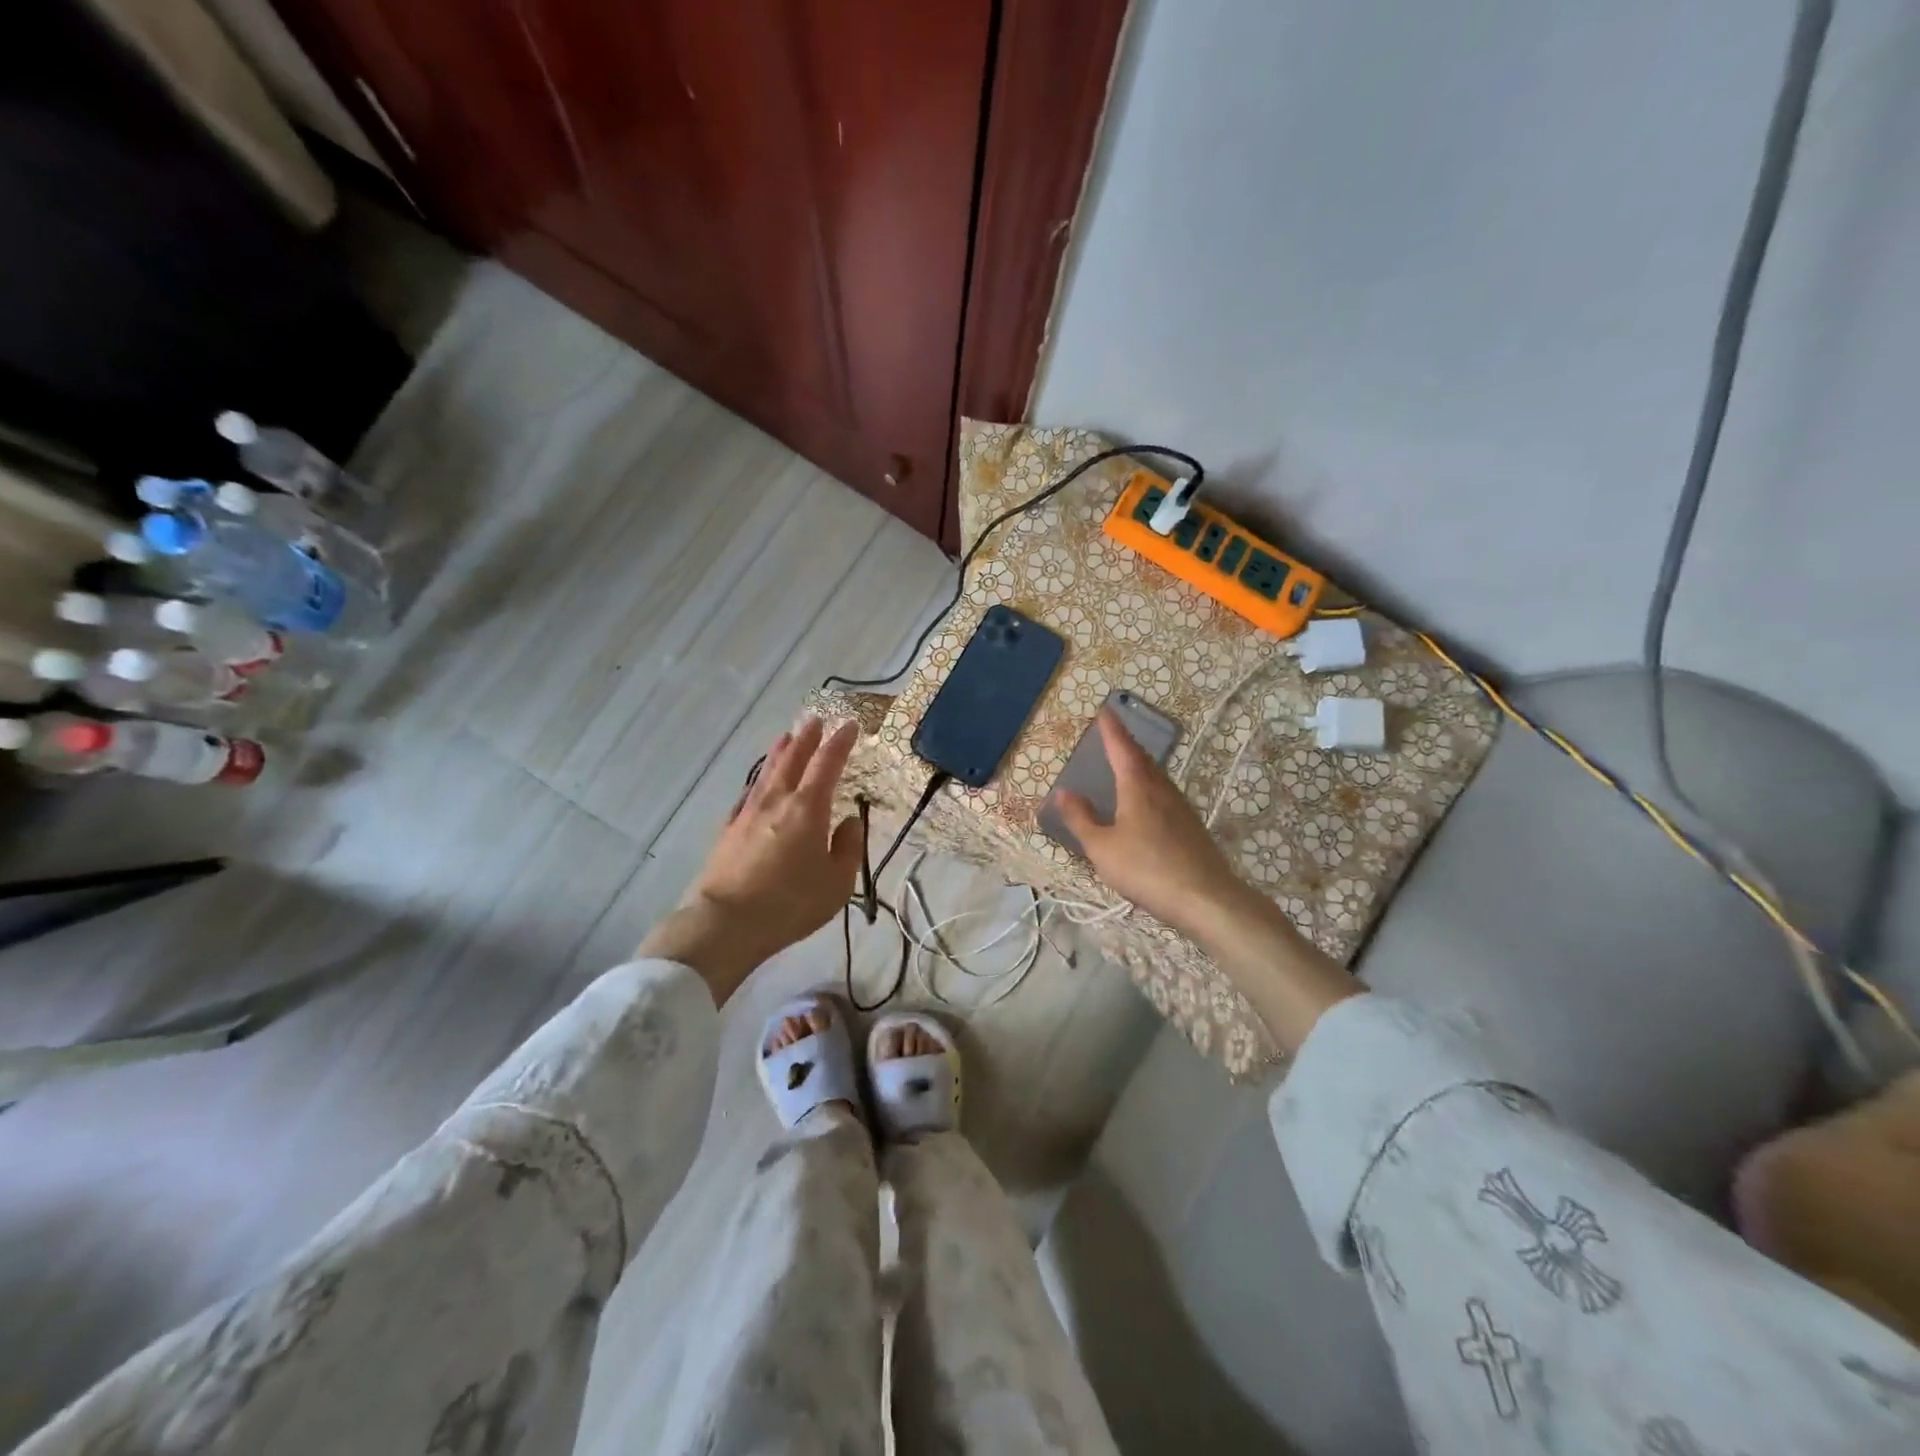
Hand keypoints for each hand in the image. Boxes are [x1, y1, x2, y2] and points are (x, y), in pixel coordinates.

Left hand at [638, 717, 862, 1001]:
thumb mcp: (837, 882)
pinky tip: (757, 784)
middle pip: (793, 759)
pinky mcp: (729, 830)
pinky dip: (758, 782)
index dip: (840, 742)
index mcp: (808, 808)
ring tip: (786, 737)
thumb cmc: (791, 903)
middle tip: (815, 720)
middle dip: (807, 738)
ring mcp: (748, 813)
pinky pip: (748, 795)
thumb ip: (849, 847)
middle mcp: (777, 801)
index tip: (849, 725)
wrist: (726, 923)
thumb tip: (851, 821)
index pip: (828, 764)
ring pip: (767, 772)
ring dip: (780, 752)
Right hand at [1051, 709, 1250, 940]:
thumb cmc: (1146, 869)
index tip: (1105, 711)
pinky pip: (1164, 794)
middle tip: (1112, 735)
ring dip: (1140, 764)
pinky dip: (1149, 785)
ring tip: (1126, 763)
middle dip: (1126, 744)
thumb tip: (1064, 792)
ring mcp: (1180, 808)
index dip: (1112, 730)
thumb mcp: (1101, 847)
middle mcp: (1161, 790)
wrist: (1206, 898)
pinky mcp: (1190, 827)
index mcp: (1138, 787)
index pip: (1122, 749)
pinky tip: (1146, 801)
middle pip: (1143, 759)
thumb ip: (1081, 819)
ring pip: (1156, 776)